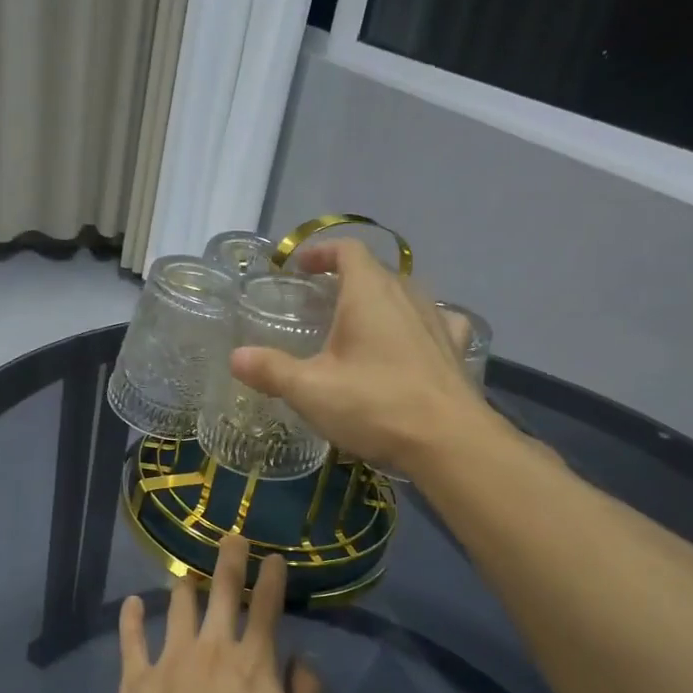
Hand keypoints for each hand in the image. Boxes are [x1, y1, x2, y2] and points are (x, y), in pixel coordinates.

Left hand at [113, 536, 322, 692]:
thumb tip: (301, 660)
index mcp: (253, 662)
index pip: (266, 607)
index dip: (271, 578)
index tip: (273, 557)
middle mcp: (212, 648)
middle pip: (223, 592)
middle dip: (230, 560)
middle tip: (231, 537)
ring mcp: (170, 659)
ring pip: (178, 607)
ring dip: (184, 586)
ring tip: (185, 574)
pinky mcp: (136, 679)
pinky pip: (131, 638)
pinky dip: (131, 618)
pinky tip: (132, 603)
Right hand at [229, 238, 503, 474]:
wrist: (448, 441)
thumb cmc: (374, 405)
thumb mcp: (310, 390)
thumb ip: (271, 370)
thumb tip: (236, 357)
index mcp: (369, 293)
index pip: (348, 250)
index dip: (322, 252)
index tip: (300, 267)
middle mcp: (407, 296)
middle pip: (376, 271)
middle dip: (346, 279)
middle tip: (320, 302)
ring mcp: (437, 321)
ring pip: (405, 295)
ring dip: (380, 301)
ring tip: (358, 325)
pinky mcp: (455, 349)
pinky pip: (434, 322)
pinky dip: (416, 325)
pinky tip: (409, 344)